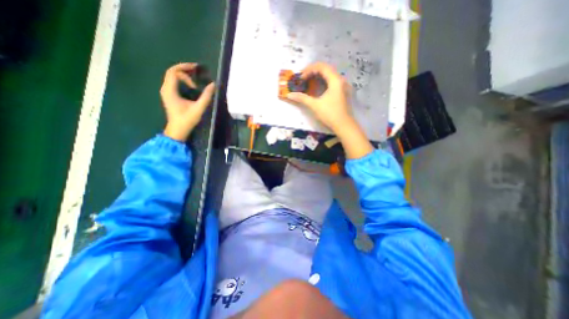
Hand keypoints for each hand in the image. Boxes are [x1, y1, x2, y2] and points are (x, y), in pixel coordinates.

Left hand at [160, 62, 215, 139]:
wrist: (177, 130)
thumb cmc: (187, 119)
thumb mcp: (198, 108)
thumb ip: (206, 96)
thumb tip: (213, 85)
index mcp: (170, 90)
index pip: (174, 72)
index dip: (185, 70)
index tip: (196, 79)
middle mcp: (165, 89)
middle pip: (171, 72)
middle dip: (184, 68)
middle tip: (196, 69)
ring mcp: (166, 92)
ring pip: (171, 76)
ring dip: (183, 73)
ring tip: (194, 74)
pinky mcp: (169, 95)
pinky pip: (173, 81)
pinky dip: (181, 79)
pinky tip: (190, 83)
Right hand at [284, 61, 373, 158]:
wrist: (344, 125)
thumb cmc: (330, 114)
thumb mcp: (315, 105)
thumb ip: (302, 98)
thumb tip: (290, 95)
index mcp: (335, 80)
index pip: (321, 66)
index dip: (309, 69)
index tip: (300, 77)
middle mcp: (340, 80)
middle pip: (326, 69)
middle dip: (313, 71)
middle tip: (303, 78)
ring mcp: (342, 86)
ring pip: (329, 75)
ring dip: (318, 76)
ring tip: (308, 81)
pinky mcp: (342, 92)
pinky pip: (332, 81)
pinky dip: (323, 81)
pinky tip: (317, 88)